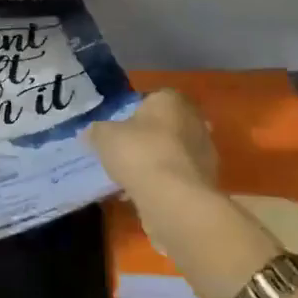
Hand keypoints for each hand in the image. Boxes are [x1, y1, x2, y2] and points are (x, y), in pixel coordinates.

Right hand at [89, 89, 219, 197]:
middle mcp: (194, 120)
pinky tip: (143, 196)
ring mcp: (204, 152)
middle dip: (147, 139)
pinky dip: (163, 184)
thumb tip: (90, 132)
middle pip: (165, 126)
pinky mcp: (206, 181)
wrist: (174, 199)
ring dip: (154, 164)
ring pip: (172, 153)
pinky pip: (178, 177)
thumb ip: (97, 131)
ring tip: (129, 181)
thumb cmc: (140, 153)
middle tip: (124, 153)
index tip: (119, 130)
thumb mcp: (105, 137)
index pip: (152, 98)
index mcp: (172, 100)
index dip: (133, 113)